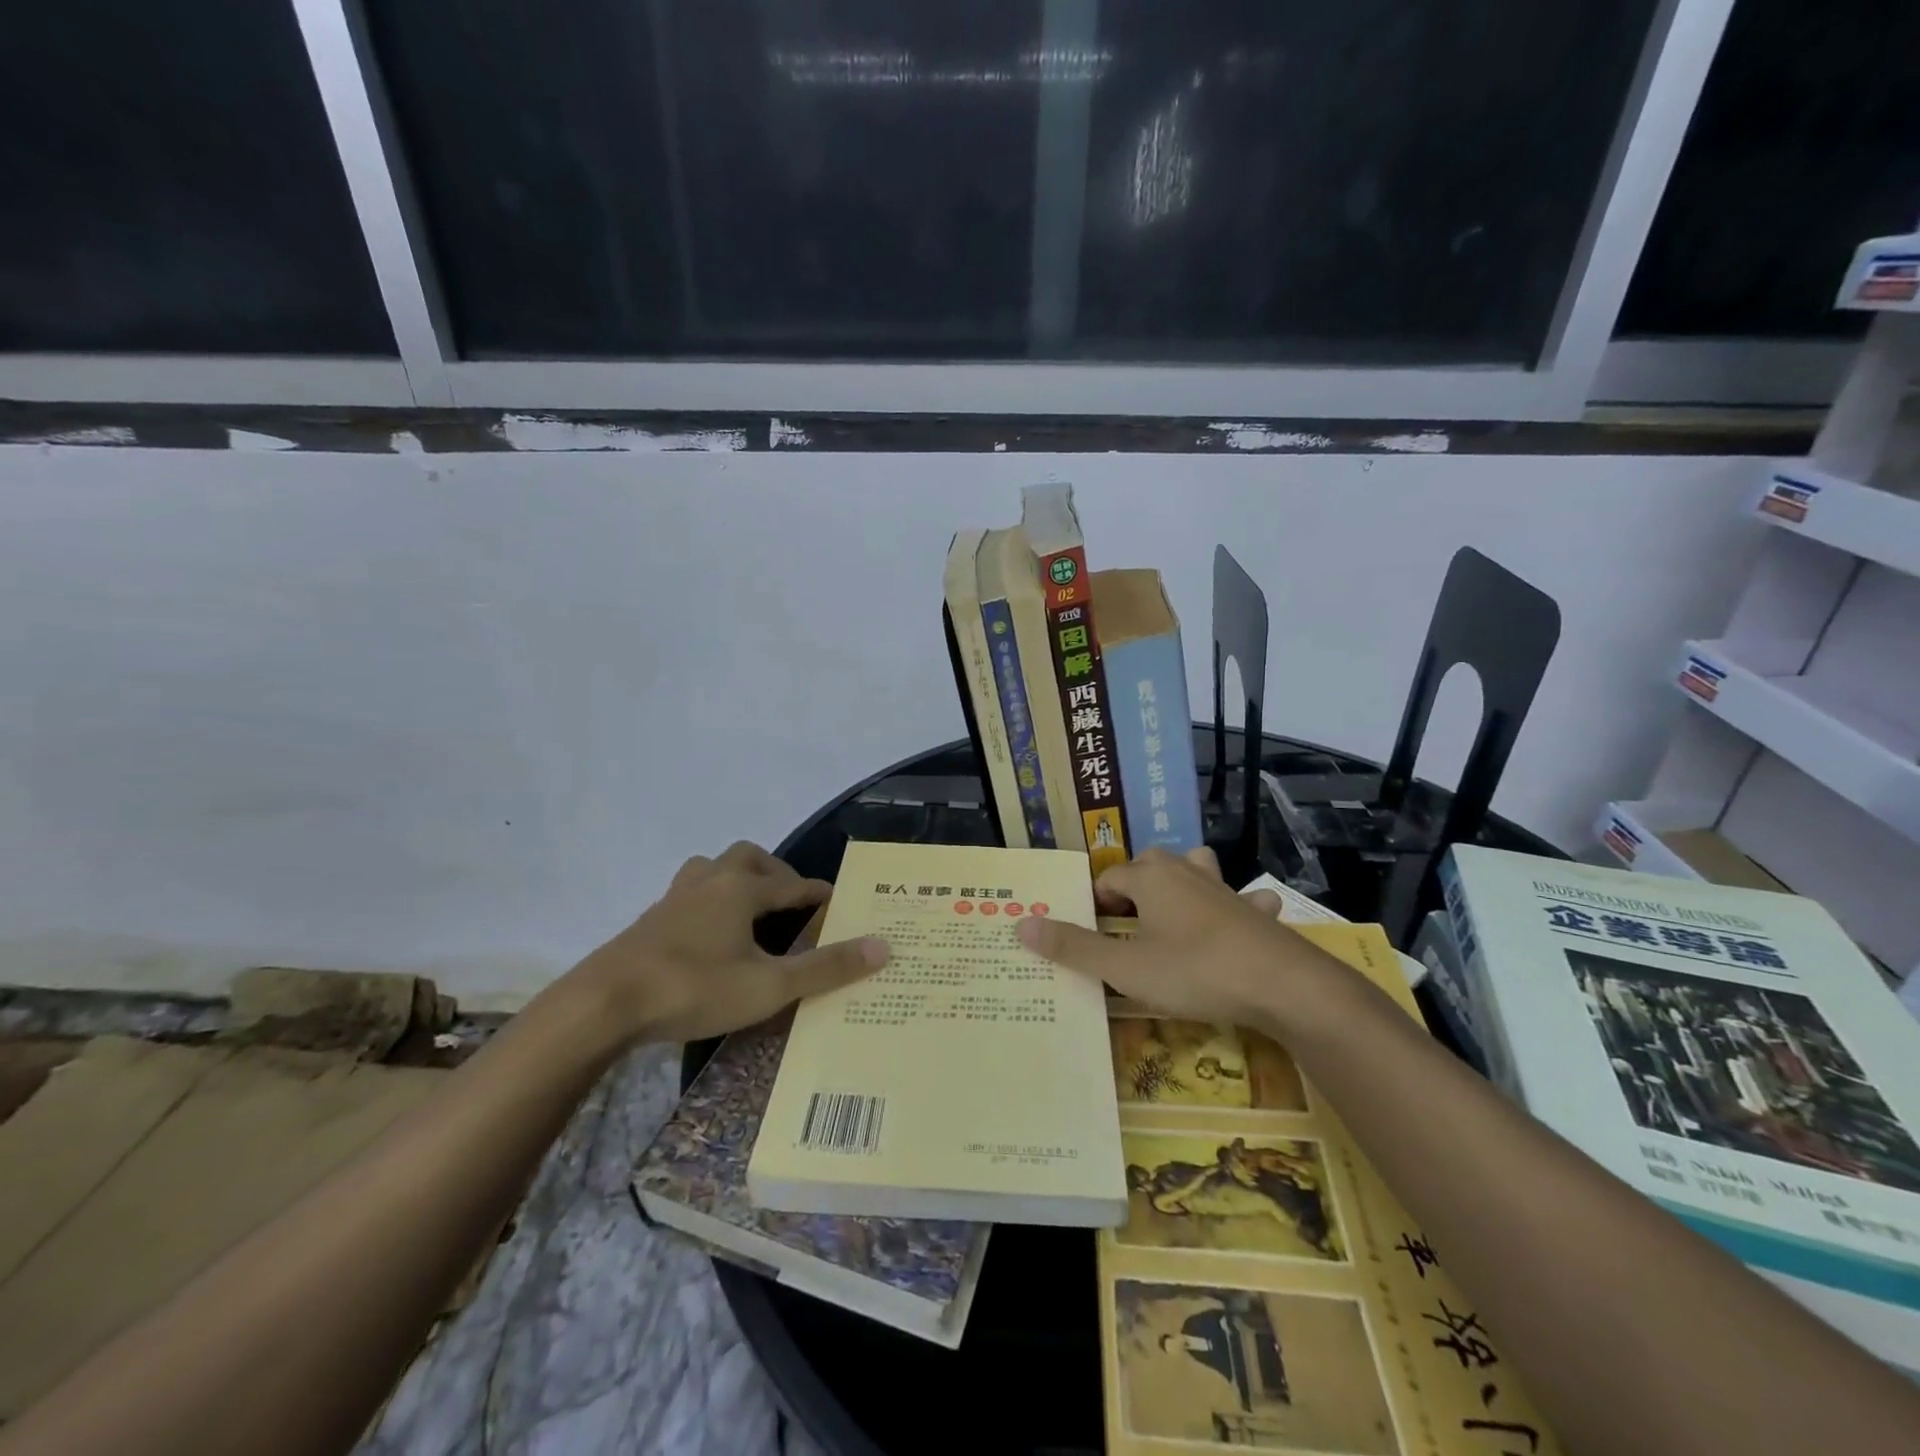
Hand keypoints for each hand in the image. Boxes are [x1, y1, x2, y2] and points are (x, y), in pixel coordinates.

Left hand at [570, 841, 888, 1043]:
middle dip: (775, 873)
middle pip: (747, 857)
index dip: (816, 892)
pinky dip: (709, 902)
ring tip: (749, 911)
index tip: (837, 901)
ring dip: (736, 879)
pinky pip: (689, 894)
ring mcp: (674, 899)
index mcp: (740, 890)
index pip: (791, 883)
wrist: (603, 1004)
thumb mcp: (769, 986)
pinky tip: (709, 935)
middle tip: (790, 901)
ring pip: (712, 869)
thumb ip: (825, 968)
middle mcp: (709, 883)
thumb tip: (883, 946)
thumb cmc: (694, 988)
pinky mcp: (650, 921)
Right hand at [1015, 847, 1327, 1031]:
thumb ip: (1074, 948)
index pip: (1109, 877)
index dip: (1095, 903)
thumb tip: (1021, 925)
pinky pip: (1242, 898)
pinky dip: (1235, 904)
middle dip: (1133, 886)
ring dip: (1181, 880)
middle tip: (1124, 923)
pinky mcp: (1254, 912)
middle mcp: (1185, 872)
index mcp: (1150, 878)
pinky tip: (1239, 920)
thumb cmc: (1194, 971)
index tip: (1092, 934)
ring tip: (1172, 908)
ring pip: (1195, 866)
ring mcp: (1224, 889)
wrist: (1281, 984)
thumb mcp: (1125, 968)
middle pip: (1149, 863)